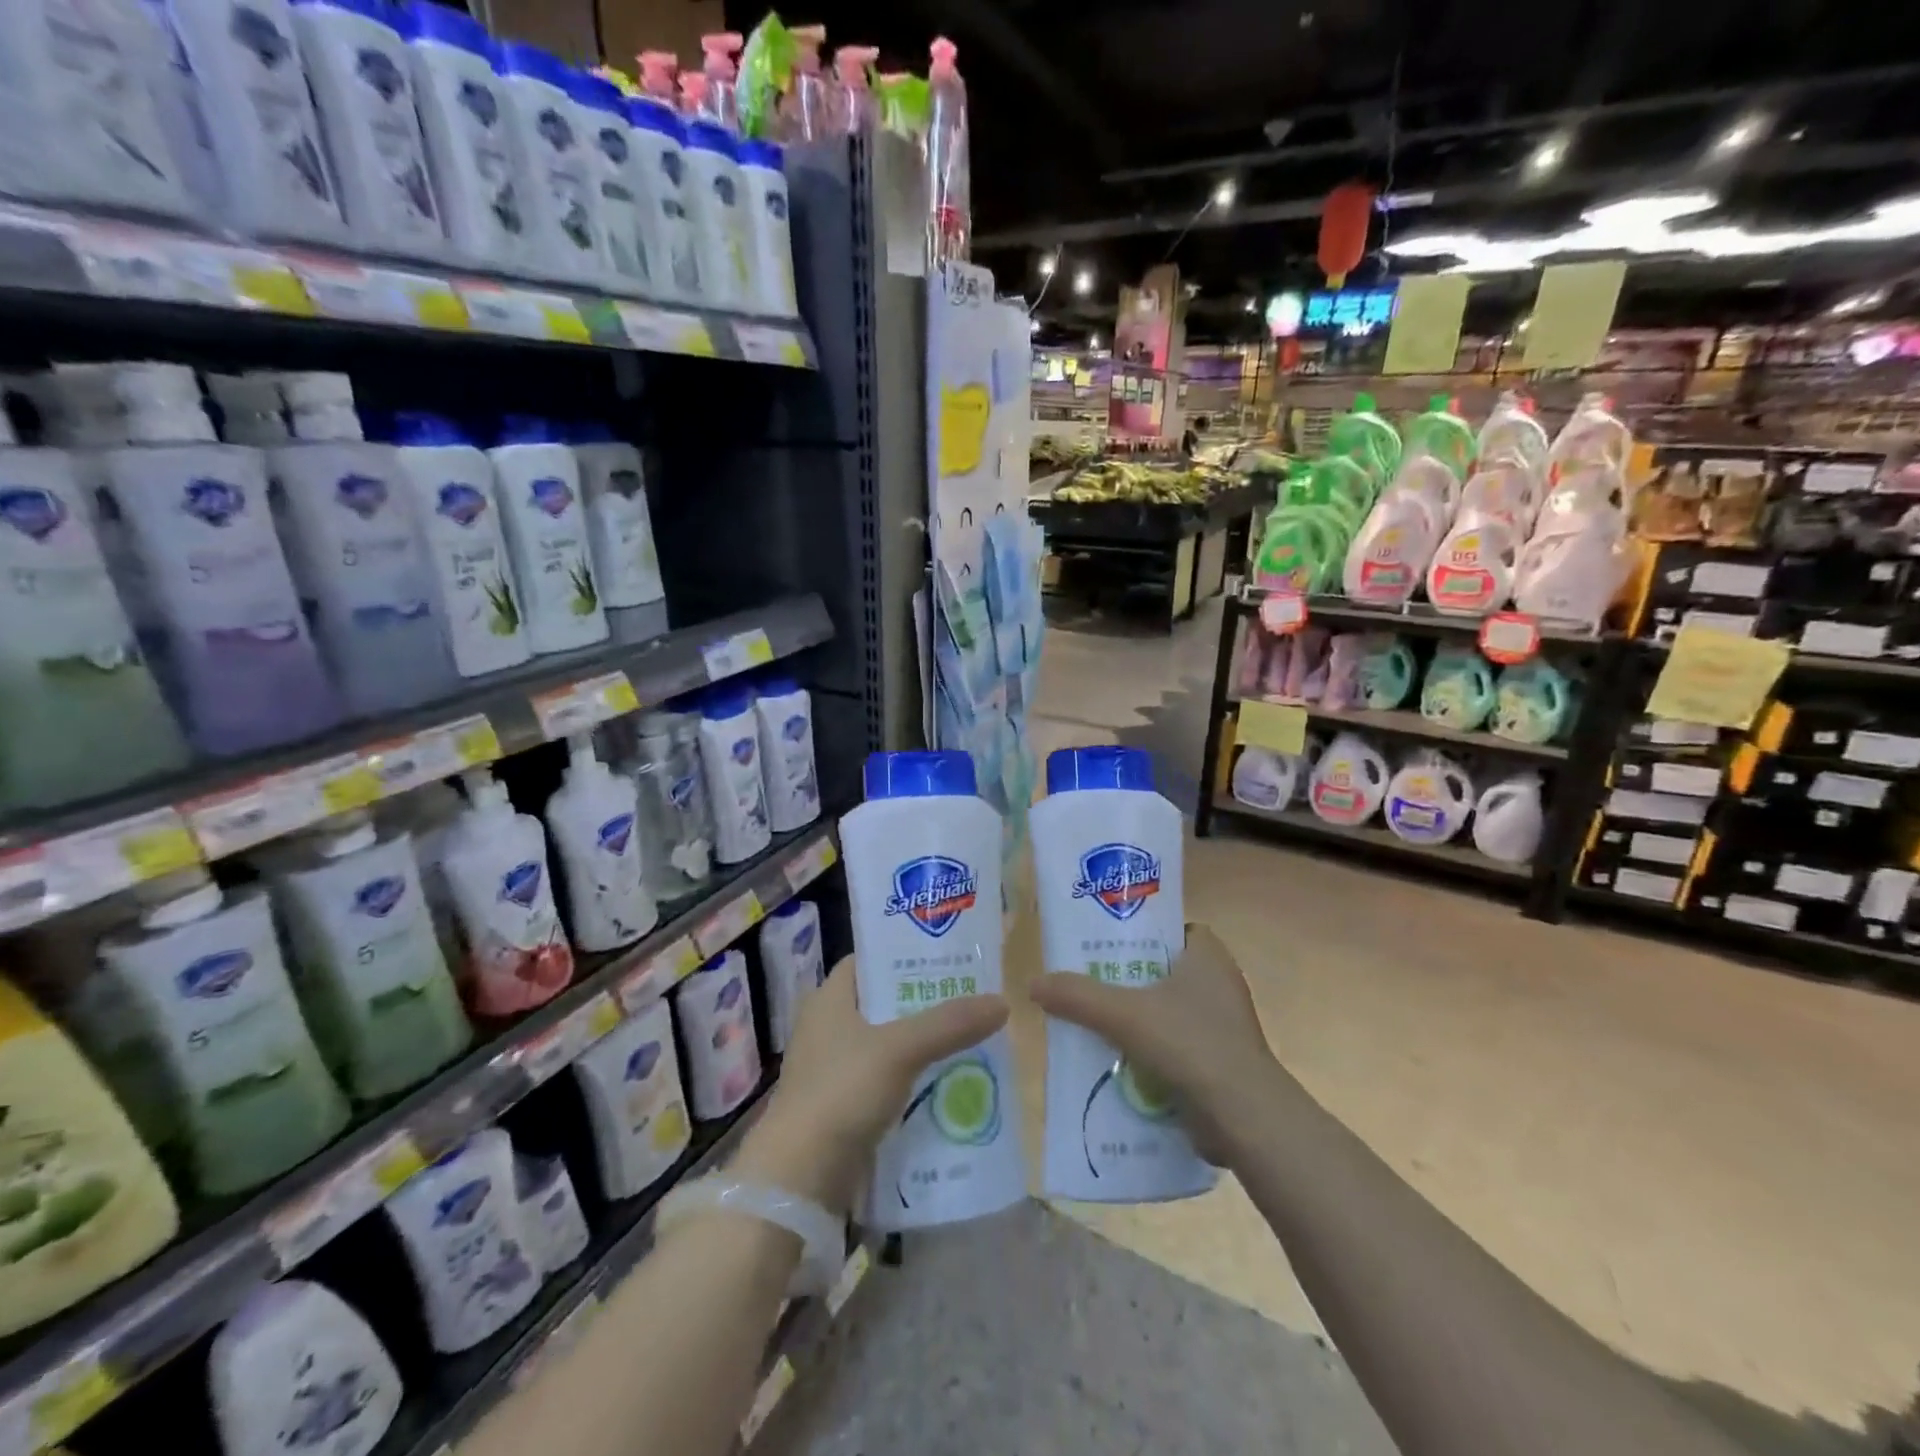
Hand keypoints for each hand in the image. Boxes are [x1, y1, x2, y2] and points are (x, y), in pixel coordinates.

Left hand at [733, 955, 1007, 1212]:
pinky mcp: (841, 1107)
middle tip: (969, 999)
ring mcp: (832, 1070)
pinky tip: (947, 1085)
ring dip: (922, 1045)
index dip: (903, 954)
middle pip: (882, 1004)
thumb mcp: (900, 1049)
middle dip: (923, 1004)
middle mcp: (827, 1027)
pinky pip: (885, 1083)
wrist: (800, 1178)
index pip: (868, 961)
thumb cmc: (842, 1092)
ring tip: (968, 1039)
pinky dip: (912, 1081)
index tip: (945, 957)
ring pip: (887, 1046)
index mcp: (829, 999)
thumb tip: (1002, 1002)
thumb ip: (950, 1024)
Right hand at [1029, 924, 1280, 1165]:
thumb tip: (1032, 984)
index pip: (1169, 929)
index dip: (1137, 932)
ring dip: (1134, 1019)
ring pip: (1165, 1011)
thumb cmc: (1190, 1044)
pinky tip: (1113, 1060)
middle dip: (1125, 979)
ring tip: (1089, 1022)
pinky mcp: (1218, 1063)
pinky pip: (1173, 1046)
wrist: (1244, 1119)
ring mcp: (1222, 1026)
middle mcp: (1219, 984)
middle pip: (1160, 971)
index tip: (1102, 943)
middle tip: (1084, 982)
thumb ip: (1078, 996)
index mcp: (1208, 955)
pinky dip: (1147, 1051)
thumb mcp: (1124, 1014)